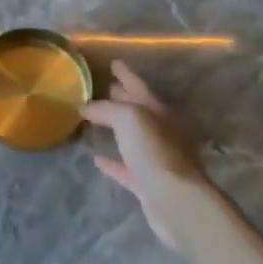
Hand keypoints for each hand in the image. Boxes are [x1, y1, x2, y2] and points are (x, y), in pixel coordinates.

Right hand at [83, 61, 222, 250]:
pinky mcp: (148, 185)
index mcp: (159, 112)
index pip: (139, 86)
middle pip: (137, 110)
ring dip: (115, 129)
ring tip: (94, 120)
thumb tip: (86, 107)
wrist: (176, 201)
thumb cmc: (155, 152)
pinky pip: (126, 168)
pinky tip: (97, 159)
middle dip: (121, 98)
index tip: (113, 63)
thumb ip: (107, 109)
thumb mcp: (130, 119)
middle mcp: (161, 132)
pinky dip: (112, 162)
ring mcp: (156, 159)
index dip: (126, 74)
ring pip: (132, 139)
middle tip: (103, 88)